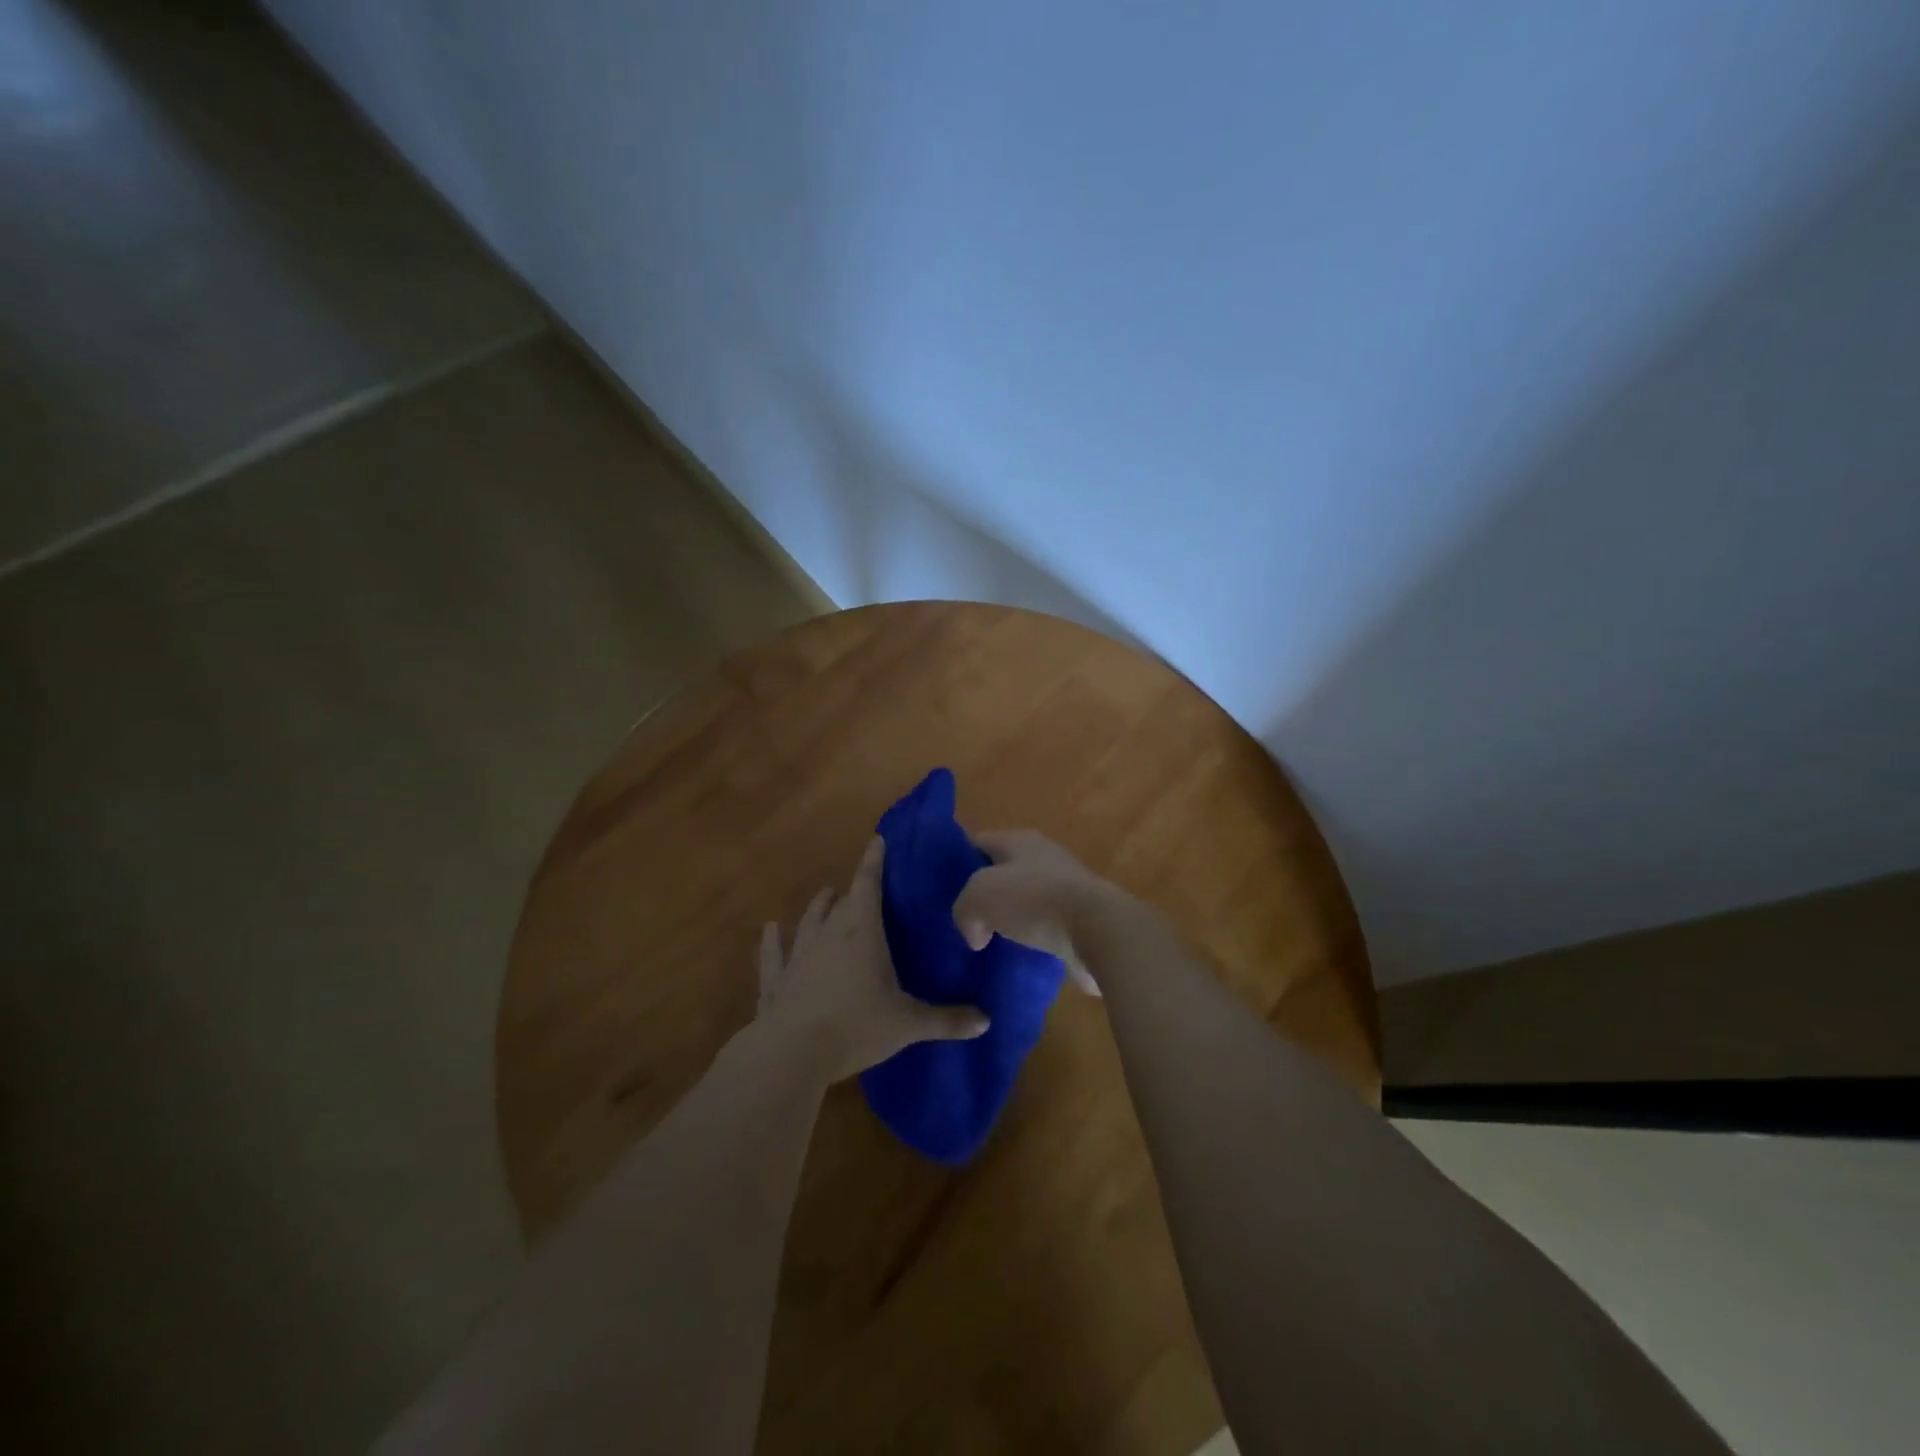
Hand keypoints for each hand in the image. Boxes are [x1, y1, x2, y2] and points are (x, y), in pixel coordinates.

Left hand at [756, 836, 989, 1082]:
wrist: (791, 1053)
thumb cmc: (856, 1027)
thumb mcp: (908, 1025)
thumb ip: (946, 1021)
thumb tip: (986, 1021)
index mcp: (863, 934)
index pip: (869, 886)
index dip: (874, 862)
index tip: (878, 840)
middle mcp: (829, 935)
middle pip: (842, 903)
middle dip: (853, 891)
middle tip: (865, 887)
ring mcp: (798, 955)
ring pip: (809, 920)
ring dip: (819, 907)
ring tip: (826, 895)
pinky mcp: (776, 980)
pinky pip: (774, 954)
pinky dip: (772, 941)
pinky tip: (769, 929)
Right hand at [950, 830, 1133, 994]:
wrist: (1098, 929)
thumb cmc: (1034, 900)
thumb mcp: (979, 896)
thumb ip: (964, 910)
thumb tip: (976, 935)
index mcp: (1019, 840)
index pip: (979, 843)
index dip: (959, 863)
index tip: (943, 889)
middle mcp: (1045, 857)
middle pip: (1005, 872)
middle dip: (987, 895)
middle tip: (966, 920)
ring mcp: (1068, 888)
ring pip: (1028, 901)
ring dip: (1012, 920)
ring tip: (991, 943)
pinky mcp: (1083, 919)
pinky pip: (1049, 928)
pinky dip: (1035, 941)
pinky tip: (1021, 959)